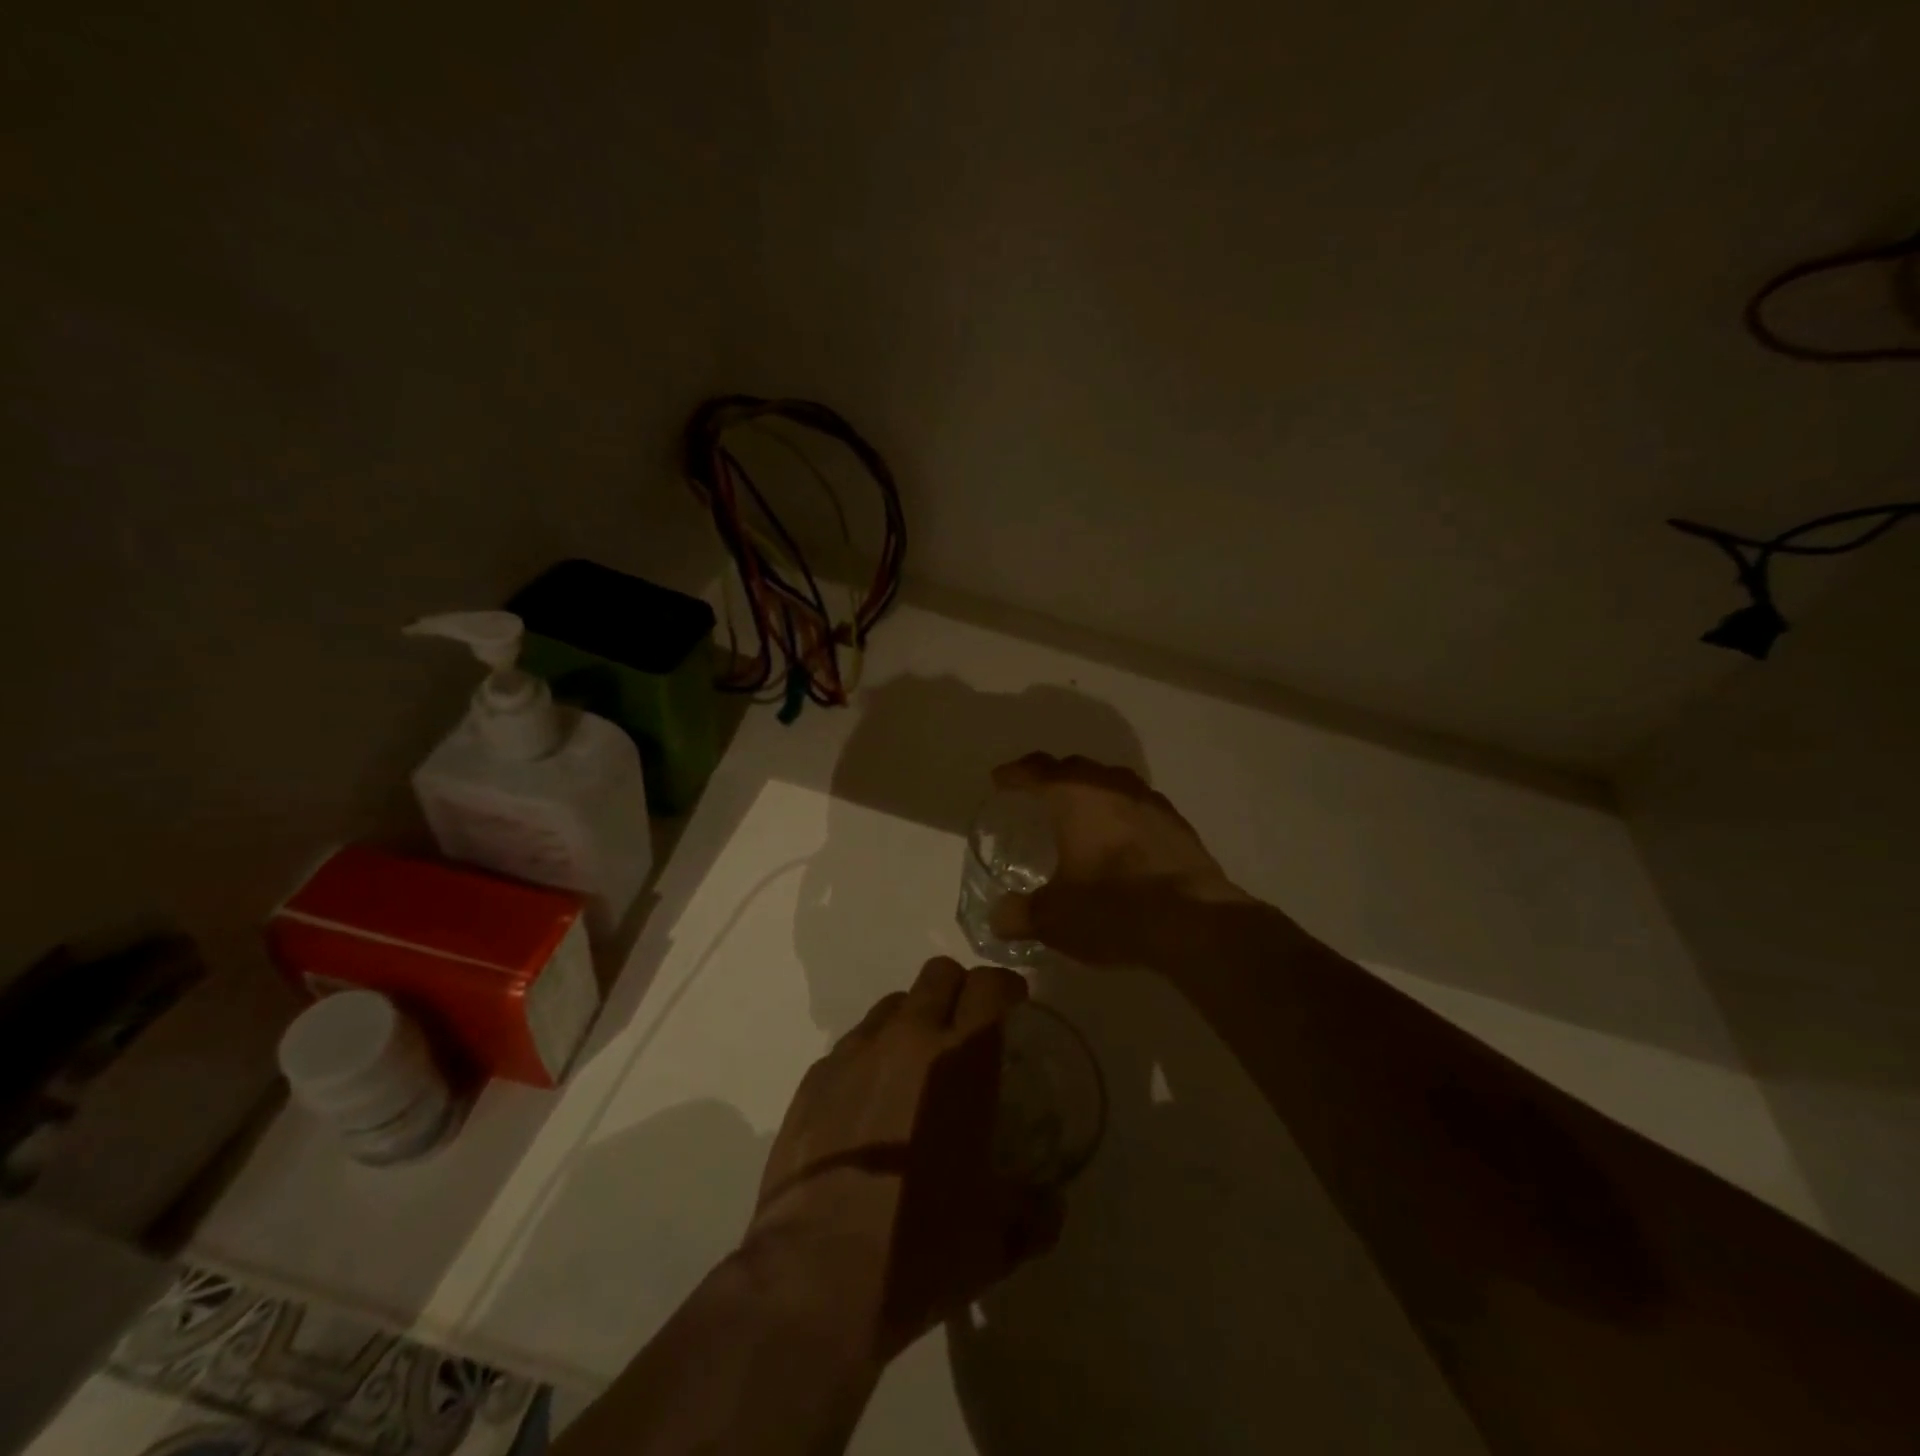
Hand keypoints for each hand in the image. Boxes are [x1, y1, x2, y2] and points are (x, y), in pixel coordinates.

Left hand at [745, 958, 1062, 1363]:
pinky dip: (872, 1055)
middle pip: (938, 974)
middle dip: (960, 990)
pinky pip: (853, 1043)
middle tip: (967, 1029)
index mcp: (960, 1060)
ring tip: (917, 1064)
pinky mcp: (815, 1077)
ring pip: (893, 1003)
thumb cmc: (918, 1248)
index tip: (1014, 1005)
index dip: (1005, 986)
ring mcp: (855, 1053)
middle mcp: (907, 1039)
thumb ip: (1036, 1214)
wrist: (812, 1276)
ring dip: (914, 1019)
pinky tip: (871, 1101)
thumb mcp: (996, 1242)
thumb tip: (1053, 1203)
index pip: (988, 985)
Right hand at [988, 753, 1250, 967]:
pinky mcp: (1178, 825)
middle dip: (1053, 777)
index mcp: (1076, 796)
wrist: (1195, 923)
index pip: (1037, 770)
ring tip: (1080, 814)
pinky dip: (1122, 814)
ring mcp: (1151, 803)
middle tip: (1037, 795)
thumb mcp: (1055, 919)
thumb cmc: (1113, 909)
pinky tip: (1121, 840)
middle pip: (1076, 768)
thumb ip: (1020, 914)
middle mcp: (1113, 788)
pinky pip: (1139, 807)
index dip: (1014, 773)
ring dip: (1092, 792)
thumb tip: (999, 918)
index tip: (1000, 779)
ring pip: (1112, 782)